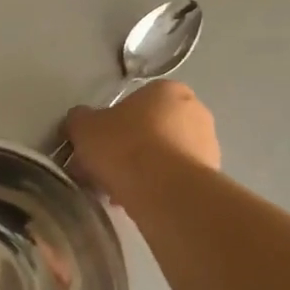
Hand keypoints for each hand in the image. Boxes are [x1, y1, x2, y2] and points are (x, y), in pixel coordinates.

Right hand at [65, 80, 220, 200]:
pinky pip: (174, 177)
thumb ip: (79, 120)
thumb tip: (80, 121)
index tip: (98, 144)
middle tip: (104, 168)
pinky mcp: (210, 174)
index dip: (112, 123)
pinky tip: (136, 199)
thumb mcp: (84, 127)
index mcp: (166, 90)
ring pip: (162, 155)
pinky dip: (156, 186)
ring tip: (116, 190)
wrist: (163, 189)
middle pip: (150, 128)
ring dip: (141, 169)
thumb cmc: (123, 147)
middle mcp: (194, 110)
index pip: (135, 102)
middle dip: (127, 148)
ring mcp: (208, 143)